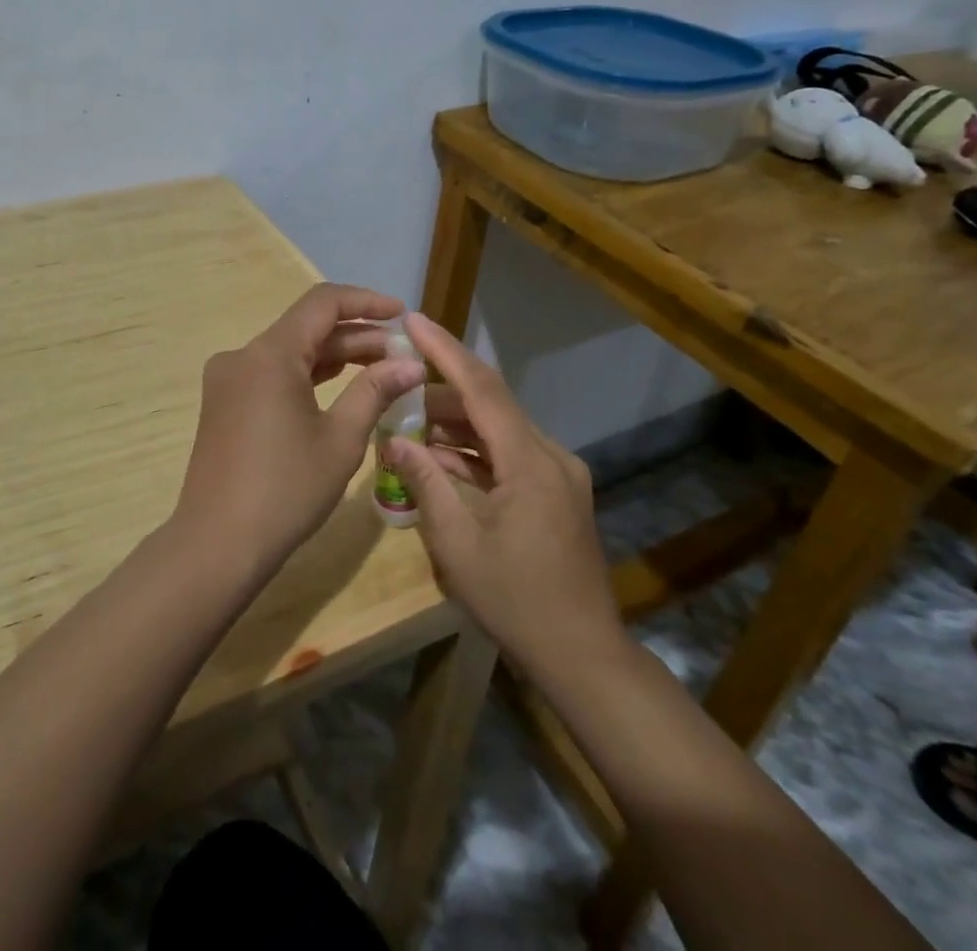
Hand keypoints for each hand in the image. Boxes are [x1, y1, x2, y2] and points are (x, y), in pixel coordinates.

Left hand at [172, 284, 426, 580]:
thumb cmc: (285, 491)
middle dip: (356, 335)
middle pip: (306, 327)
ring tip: (381, 368)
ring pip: (289, 351)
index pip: (323, 303)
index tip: (402, 314)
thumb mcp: (340, 440)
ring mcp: (228, 379)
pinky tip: (339, 386)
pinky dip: (307, 375)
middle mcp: (243, 356)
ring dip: (333, 355)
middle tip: (401, 353)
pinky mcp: (224, 402)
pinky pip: (272, 373)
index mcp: (270, 354)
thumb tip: (410, 364)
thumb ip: (375, 391)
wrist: (217, 545)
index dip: (366, 302)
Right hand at [383, 314, 626, 675]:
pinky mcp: (558, 493)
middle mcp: (551, 456)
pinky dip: (475, 454)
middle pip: (490, 406)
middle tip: (395, 387)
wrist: (583, 656)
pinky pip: (510, 457)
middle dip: (440, 394)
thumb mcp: (457, 544)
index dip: (444, 351)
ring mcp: (559, 475)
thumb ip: (425, 482)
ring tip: (408, 425)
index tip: (413, 321)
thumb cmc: (516, 601)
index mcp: (530, 462)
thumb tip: (393, 440)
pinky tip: (440, 461)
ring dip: (455, 426)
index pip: (482, 388)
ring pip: (499, 431)